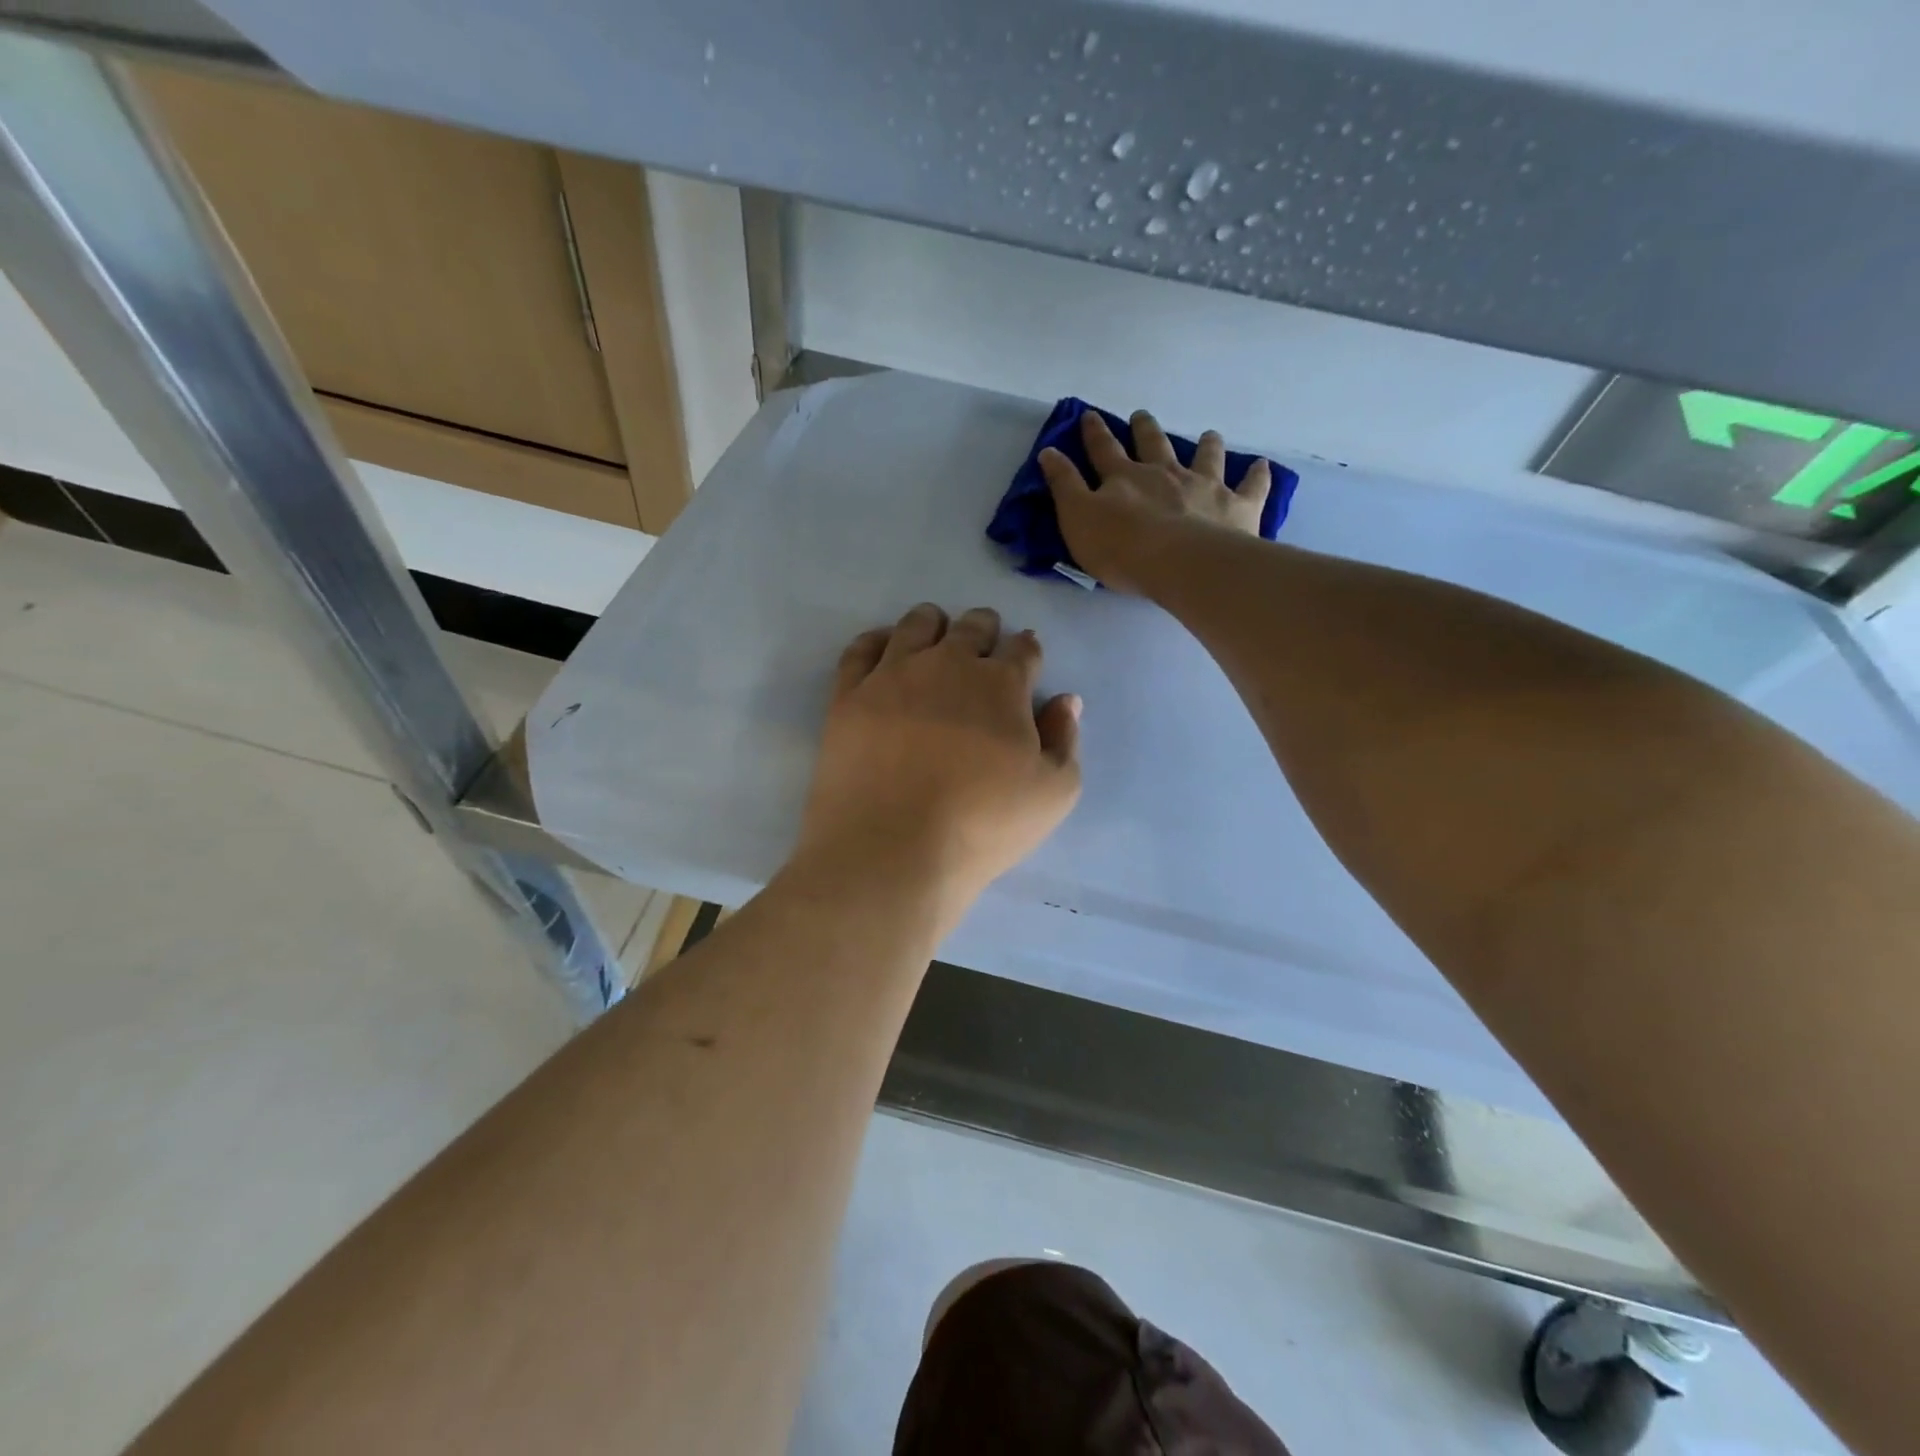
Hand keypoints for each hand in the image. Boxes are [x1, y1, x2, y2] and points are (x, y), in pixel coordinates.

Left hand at [795, 604, 1081, 922]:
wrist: (890, 850)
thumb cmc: (981, 826)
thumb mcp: (1053, 794)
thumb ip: (1065, 740)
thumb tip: (1064, 700)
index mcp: (1002, 684)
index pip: (1023, 649)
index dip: (1027, 652)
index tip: (1026, 659)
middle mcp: (948, 664)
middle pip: (972, 626)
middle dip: (985, 630)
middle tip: (983, 646)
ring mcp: (893, 674)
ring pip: (917, 624)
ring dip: (934, 624)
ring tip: (936, 638)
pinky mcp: (849, 694)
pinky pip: (862, 648)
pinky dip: (878, 640)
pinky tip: (885, 650)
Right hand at [1038, 409, 1272, 594]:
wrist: (1182, 564)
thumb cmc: (1122, 548)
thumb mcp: (1077, 519)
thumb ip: (1064, 486)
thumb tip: (1048, 452)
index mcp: (1124, 477)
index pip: (1103, 450)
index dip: (1094, 433)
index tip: (1089, 416)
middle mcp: (1165, 473)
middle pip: (1153, 444)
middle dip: (1145, 429)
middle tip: (1142, 415)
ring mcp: (1204, 486)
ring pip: (1205, 457)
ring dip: (1205, 445)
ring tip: (1208, 435)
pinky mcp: (1237, 506)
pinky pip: (1252, 486)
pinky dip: (1257, 475)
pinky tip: (1262, 466)